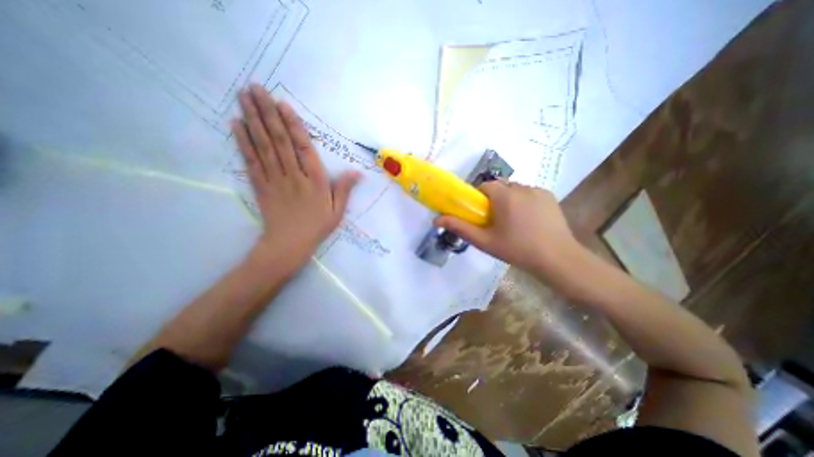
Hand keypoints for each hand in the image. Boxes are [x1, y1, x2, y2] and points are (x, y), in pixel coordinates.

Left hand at [228, 85, 356, 273]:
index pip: (303, 148)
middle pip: (279, 141)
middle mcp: (293, 175)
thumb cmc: (317, 226)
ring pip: (264, 146)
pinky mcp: (260, 185)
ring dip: (253, 120)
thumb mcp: (338, 211)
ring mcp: (274, 179)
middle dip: (268, 113)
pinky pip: (251, 161)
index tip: (282, 104)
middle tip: (256, 88)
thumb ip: (345, 189)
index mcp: (315, 181)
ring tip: (244, 97)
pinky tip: (236, 125)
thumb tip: (357, 172)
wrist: (289, 244)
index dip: (293, 126)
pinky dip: (243, 142)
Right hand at [435, 180, 581, 274]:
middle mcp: (521, 187)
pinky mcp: (549, 195)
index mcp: (504, 195)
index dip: (479, 198)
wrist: (557, 258)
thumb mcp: (484, 241)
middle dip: (494, 199)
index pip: (484, 186)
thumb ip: (460, 227)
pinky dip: (524, 201)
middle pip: (500, 186)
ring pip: (515, 189)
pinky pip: (529, 193)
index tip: (480, 213)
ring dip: (509, 199)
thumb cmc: (517, 249)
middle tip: (495, 220)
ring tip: (513, 221)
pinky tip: (529, 220)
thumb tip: (436, 220)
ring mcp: (538, 190)